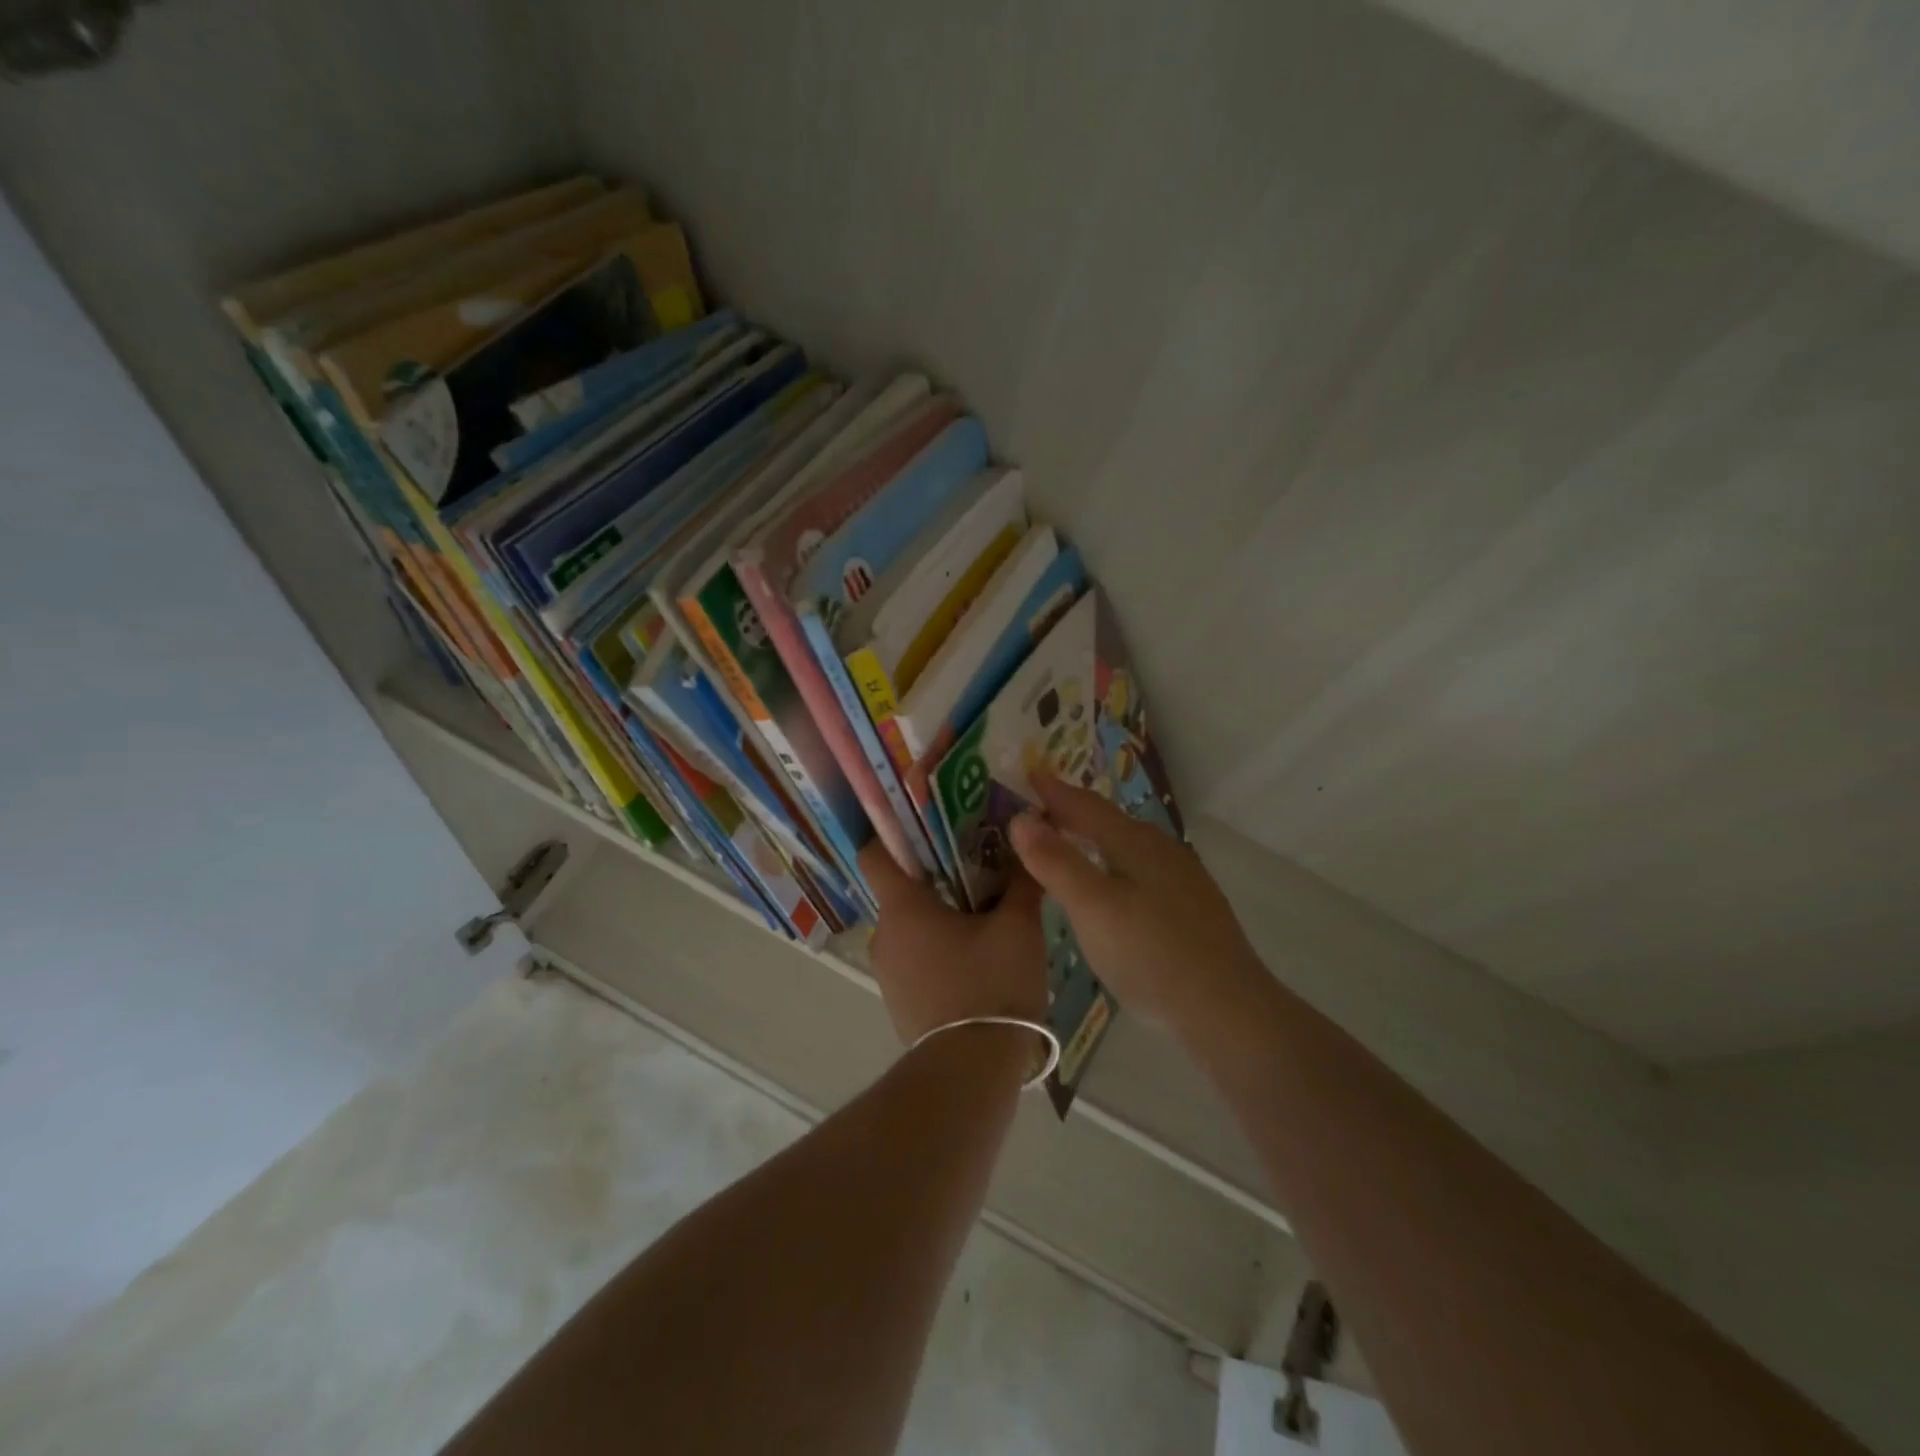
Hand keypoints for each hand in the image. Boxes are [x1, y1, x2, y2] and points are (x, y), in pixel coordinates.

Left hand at [859, 843, 1049, 1048]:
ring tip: (986, 912)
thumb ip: (1022, 882)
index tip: (930, 823)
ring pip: (912, 925)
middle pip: (902, 888)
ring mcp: (888, 973)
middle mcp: (884, 936)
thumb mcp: (1018, 928)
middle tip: (980, 864)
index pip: (875, 852)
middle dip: (938, 874)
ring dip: (942, 914)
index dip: (896, 831)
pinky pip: (917, 957)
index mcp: (902, 908)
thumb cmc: (991, 987)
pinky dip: (940, 947)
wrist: (971, 1074)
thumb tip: (1029, 843)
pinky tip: (978, 957)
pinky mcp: (901, 1001)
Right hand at [1009, 771, 1265, 1029]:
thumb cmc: (1151, 954)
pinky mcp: (1192, 906)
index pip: (1085, 805)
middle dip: (1073, 812)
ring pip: (1128, 845)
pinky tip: (1114, 884)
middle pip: (1109, 821)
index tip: (1027, 773)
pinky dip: (1114, 862)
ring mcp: (1182, 878)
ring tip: (1070, 841)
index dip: (1054, 791)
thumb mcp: (1092, 907)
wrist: (1228, 1009)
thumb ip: (1055, 861)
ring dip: (1095, 838)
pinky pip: (1142, 868)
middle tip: (1039, 809)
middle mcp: (1162, 849)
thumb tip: (1020, 816)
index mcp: (1135, 842)